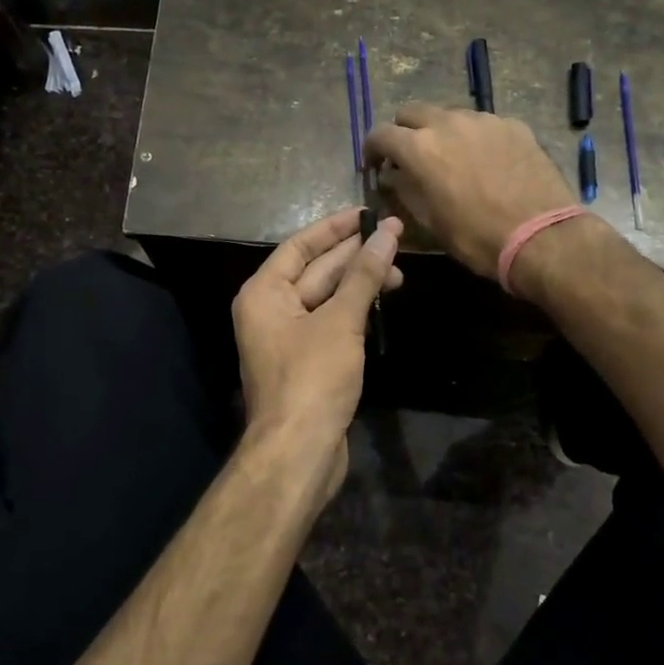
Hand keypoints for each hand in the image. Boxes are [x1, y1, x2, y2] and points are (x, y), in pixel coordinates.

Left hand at [232, 208, 403, 491]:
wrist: (299, 451)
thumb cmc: (313, 378)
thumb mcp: (341, 320)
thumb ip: (364, 275)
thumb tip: (387, 233)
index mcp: (264, 292)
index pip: (300, 245)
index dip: (334, 228)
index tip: (368, 213)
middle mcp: (270, 309)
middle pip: (315, 269)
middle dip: (354, 255)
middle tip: (396, 237)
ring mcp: (288, 337)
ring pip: (327, 297)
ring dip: (360, 283)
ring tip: (399, 272)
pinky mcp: (307, 360)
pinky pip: (331, 321)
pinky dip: (355, 309)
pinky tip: (382, 300)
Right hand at [365, 103, 574, 280]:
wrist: (543, 237)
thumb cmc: (477, 237)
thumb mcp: (430, 222)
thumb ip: (405, 190)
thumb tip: (393, 175)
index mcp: (420, 148)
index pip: (381, 134)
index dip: (372, 149)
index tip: (375, 165)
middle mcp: (448, 123)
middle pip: (412, 112)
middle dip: (404, 131)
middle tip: (410, 157)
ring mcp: (484, 120)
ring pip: (449, 115)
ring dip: (441, 132)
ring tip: (452, 159)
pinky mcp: (513, 125)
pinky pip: (483, 124)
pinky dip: (474, 138)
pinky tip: (486, 163)